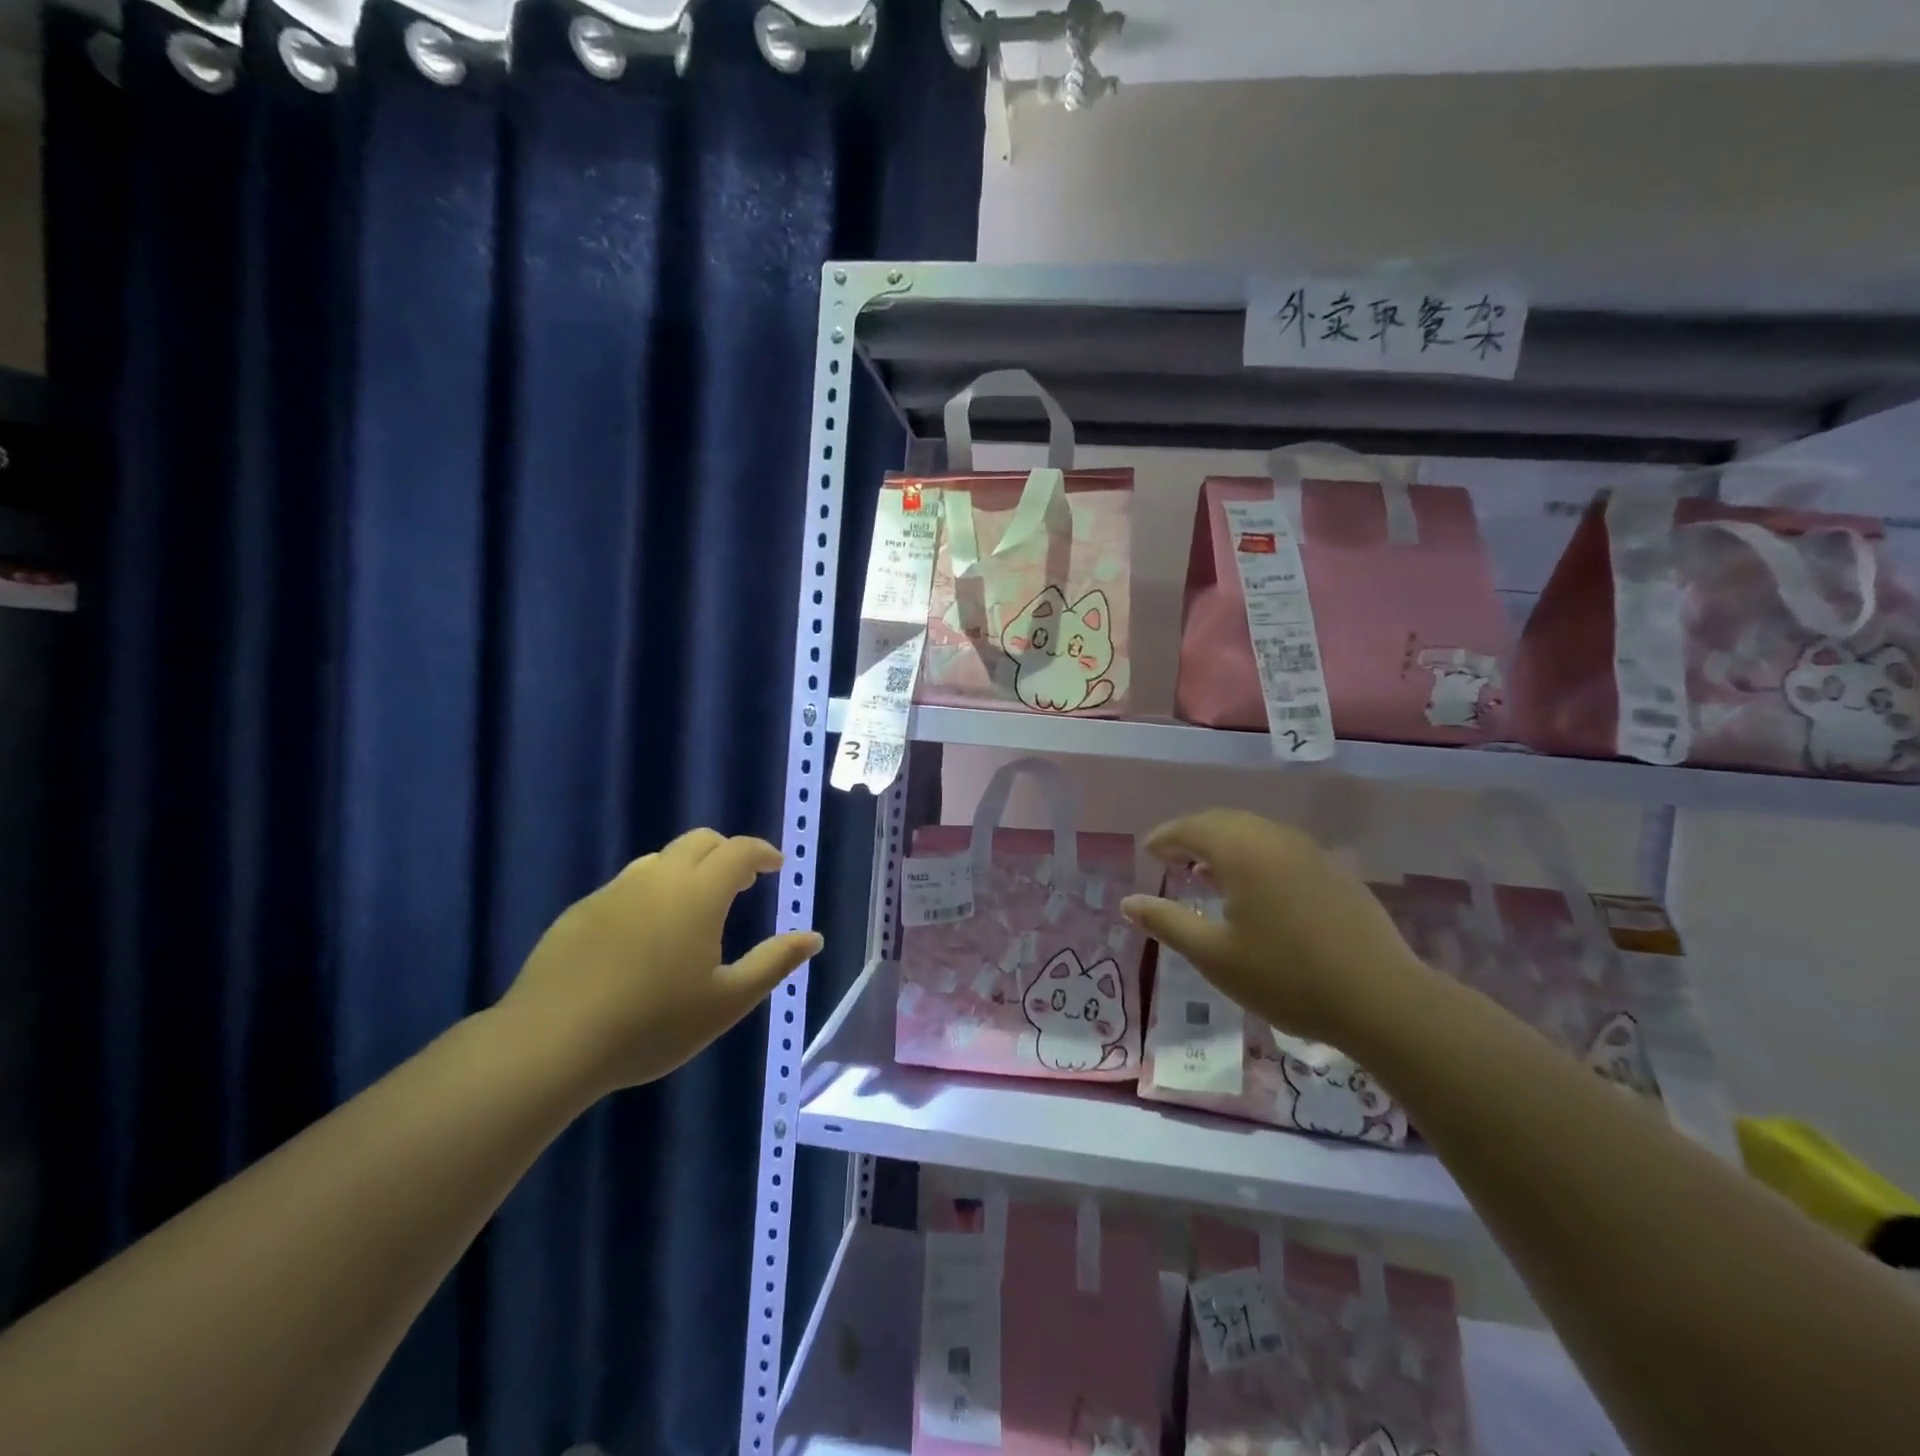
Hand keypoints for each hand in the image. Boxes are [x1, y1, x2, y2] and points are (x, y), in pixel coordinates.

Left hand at [501, 829, 822, 1097]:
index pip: (739, 850)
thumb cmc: (652, 1024)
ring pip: (660, 861)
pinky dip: (652, 893)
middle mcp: (657, 878)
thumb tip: (812, 937)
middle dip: (727, 853)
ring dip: (688, 870)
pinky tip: (645, 937)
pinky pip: (627, 886)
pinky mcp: (580, 912)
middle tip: (741, 884)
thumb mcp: (727, 1001)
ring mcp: (613, 892)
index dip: (762, 853)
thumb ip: (774, 962)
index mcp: (698, 893)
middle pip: (699, 841)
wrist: (550, 1044)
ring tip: (696, 908)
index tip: (776, 866)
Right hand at [1119, 809, 1428, 1046]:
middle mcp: (1274, 838)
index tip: (1147, 853)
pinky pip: (1279, 846)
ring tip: (1205, 871)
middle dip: (1192, 836)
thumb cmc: (1286, 977)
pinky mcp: (1332, 870)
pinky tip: (1253, 886)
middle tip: (1170, 858)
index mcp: (1242, 851)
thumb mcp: (1215, 956)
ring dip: (1223, 843)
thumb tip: (1128, 903)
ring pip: (1254, 832)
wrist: (1381, 999)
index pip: (1191, 828)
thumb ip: (1168, 923)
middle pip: (1223, 822)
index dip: (1164, 838)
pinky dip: (1253, 853)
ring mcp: (1309, 851)